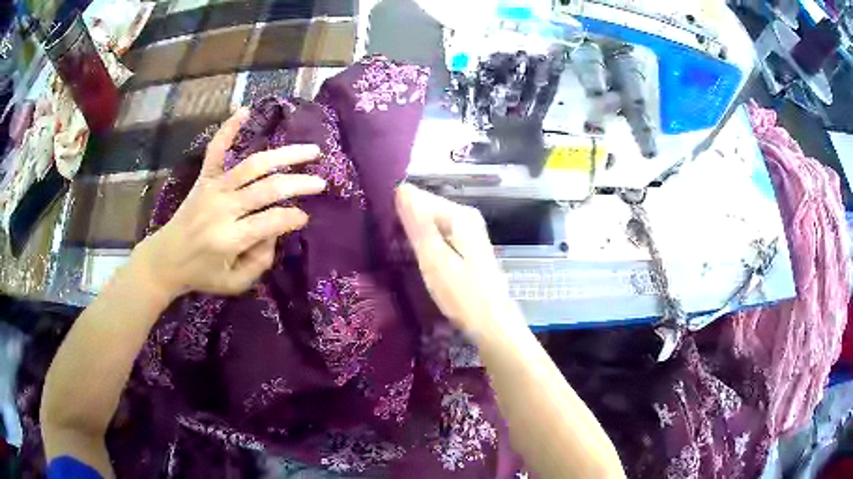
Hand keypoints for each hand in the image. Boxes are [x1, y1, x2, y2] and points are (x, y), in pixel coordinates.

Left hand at [135, 108, 326, 299]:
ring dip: (285, 155)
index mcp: (230, 238)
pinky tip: (245, 110)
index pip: (272, 221)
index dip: (293, 218)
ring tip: (311, 150)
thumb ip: (259, 262)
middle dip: (300, 184)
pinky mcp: (204, 179)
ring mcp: (213, 188)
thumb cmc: (201, 274)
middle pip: (269, 189)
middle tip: (321, 183)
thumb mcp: (234, 284)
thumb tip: (275, 232)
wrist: (165, 260)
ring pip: (254, 165)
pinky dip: (229, 129)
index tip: (304, 218)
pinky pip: (216, 150)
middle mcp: (223, 208)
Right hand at [395, 184, 518, 335]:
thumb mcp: (435, 260)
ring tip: (396, 252)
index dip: (397, 211)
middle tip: (388, 245)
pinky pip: (438, 235)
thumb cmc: (463, 296)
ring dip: (413, 234)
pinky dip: (425, 243)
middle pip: (425, 208)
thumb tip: (401, 188)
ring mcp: (469, 231)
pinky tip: (416, 258)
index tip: (380, 231)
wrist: (493, 325)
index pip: (418, 197)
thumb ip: (418, 224)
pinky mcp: (467, 247)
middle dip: (405, 222)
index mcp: (460, 214)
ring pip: (430, 223)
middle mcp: (466, 216)